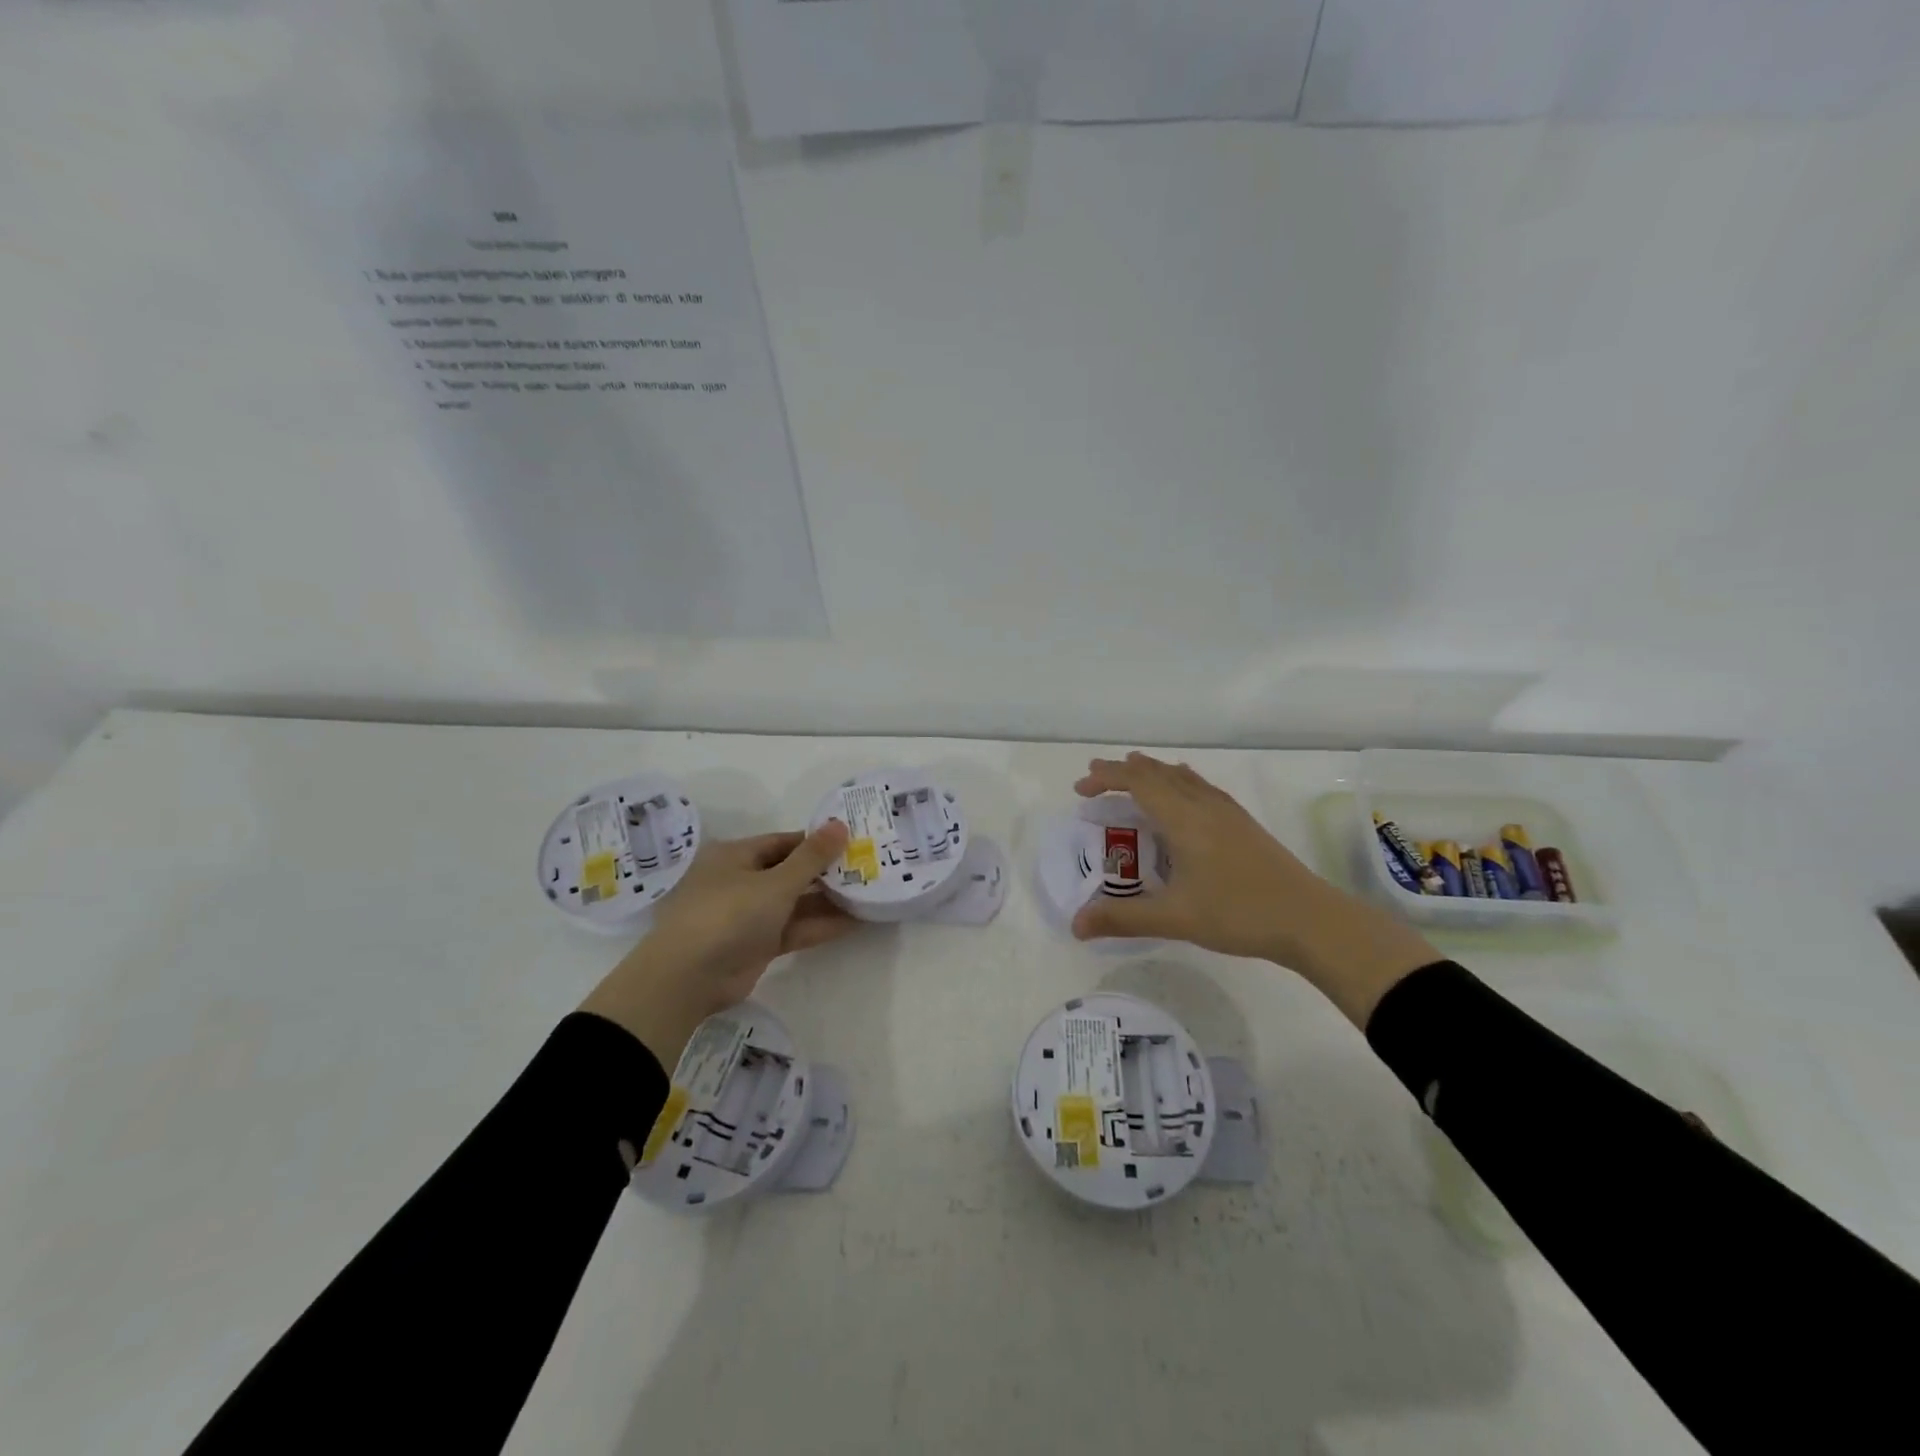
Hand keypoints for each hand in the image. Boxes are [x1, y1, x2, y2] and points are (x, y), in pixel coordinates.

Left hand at [579, 822, 857, 1061]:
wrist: (687, 979)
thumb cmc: (729, 915)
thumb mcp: (775, 882)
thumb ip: (811, 857)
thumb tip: (839, 824)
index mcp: (737, 856)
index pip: (784, 842)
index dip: (817, 842)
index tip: (852, 842)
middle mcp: (741, 881)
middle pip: (791, 871)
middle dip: (826, 873)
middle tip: (867, 868)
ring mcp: (748, 915)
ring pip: (794, 902)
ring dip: (827, 901)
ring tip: (869, 895)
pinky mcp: (757, 944)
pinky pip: (793, 928)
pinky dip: (818, 925)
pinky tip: (854, 922)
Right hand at [1070, 753, 1436, 1026]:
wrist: (1310, 919)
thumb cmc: (1238, 913)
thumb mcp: (1175, 919)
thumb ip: (1122, 919)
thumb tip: (1075, 925)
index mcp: (1184, 819)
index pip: (1138, 783)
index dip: (1106, 779)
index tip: (1080, 789)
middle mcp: (1203, 805)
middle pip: (1158, 774)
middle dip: (1122, 771)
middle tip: (1094, 778)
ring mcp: (1227, 812)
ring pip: (1182, 777)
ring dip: (1151, 772)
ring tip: (1132, 773)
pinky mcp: (1242, 823)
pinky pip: (1200, 786)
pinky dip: (1178, 780)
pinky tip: (1183, 793)